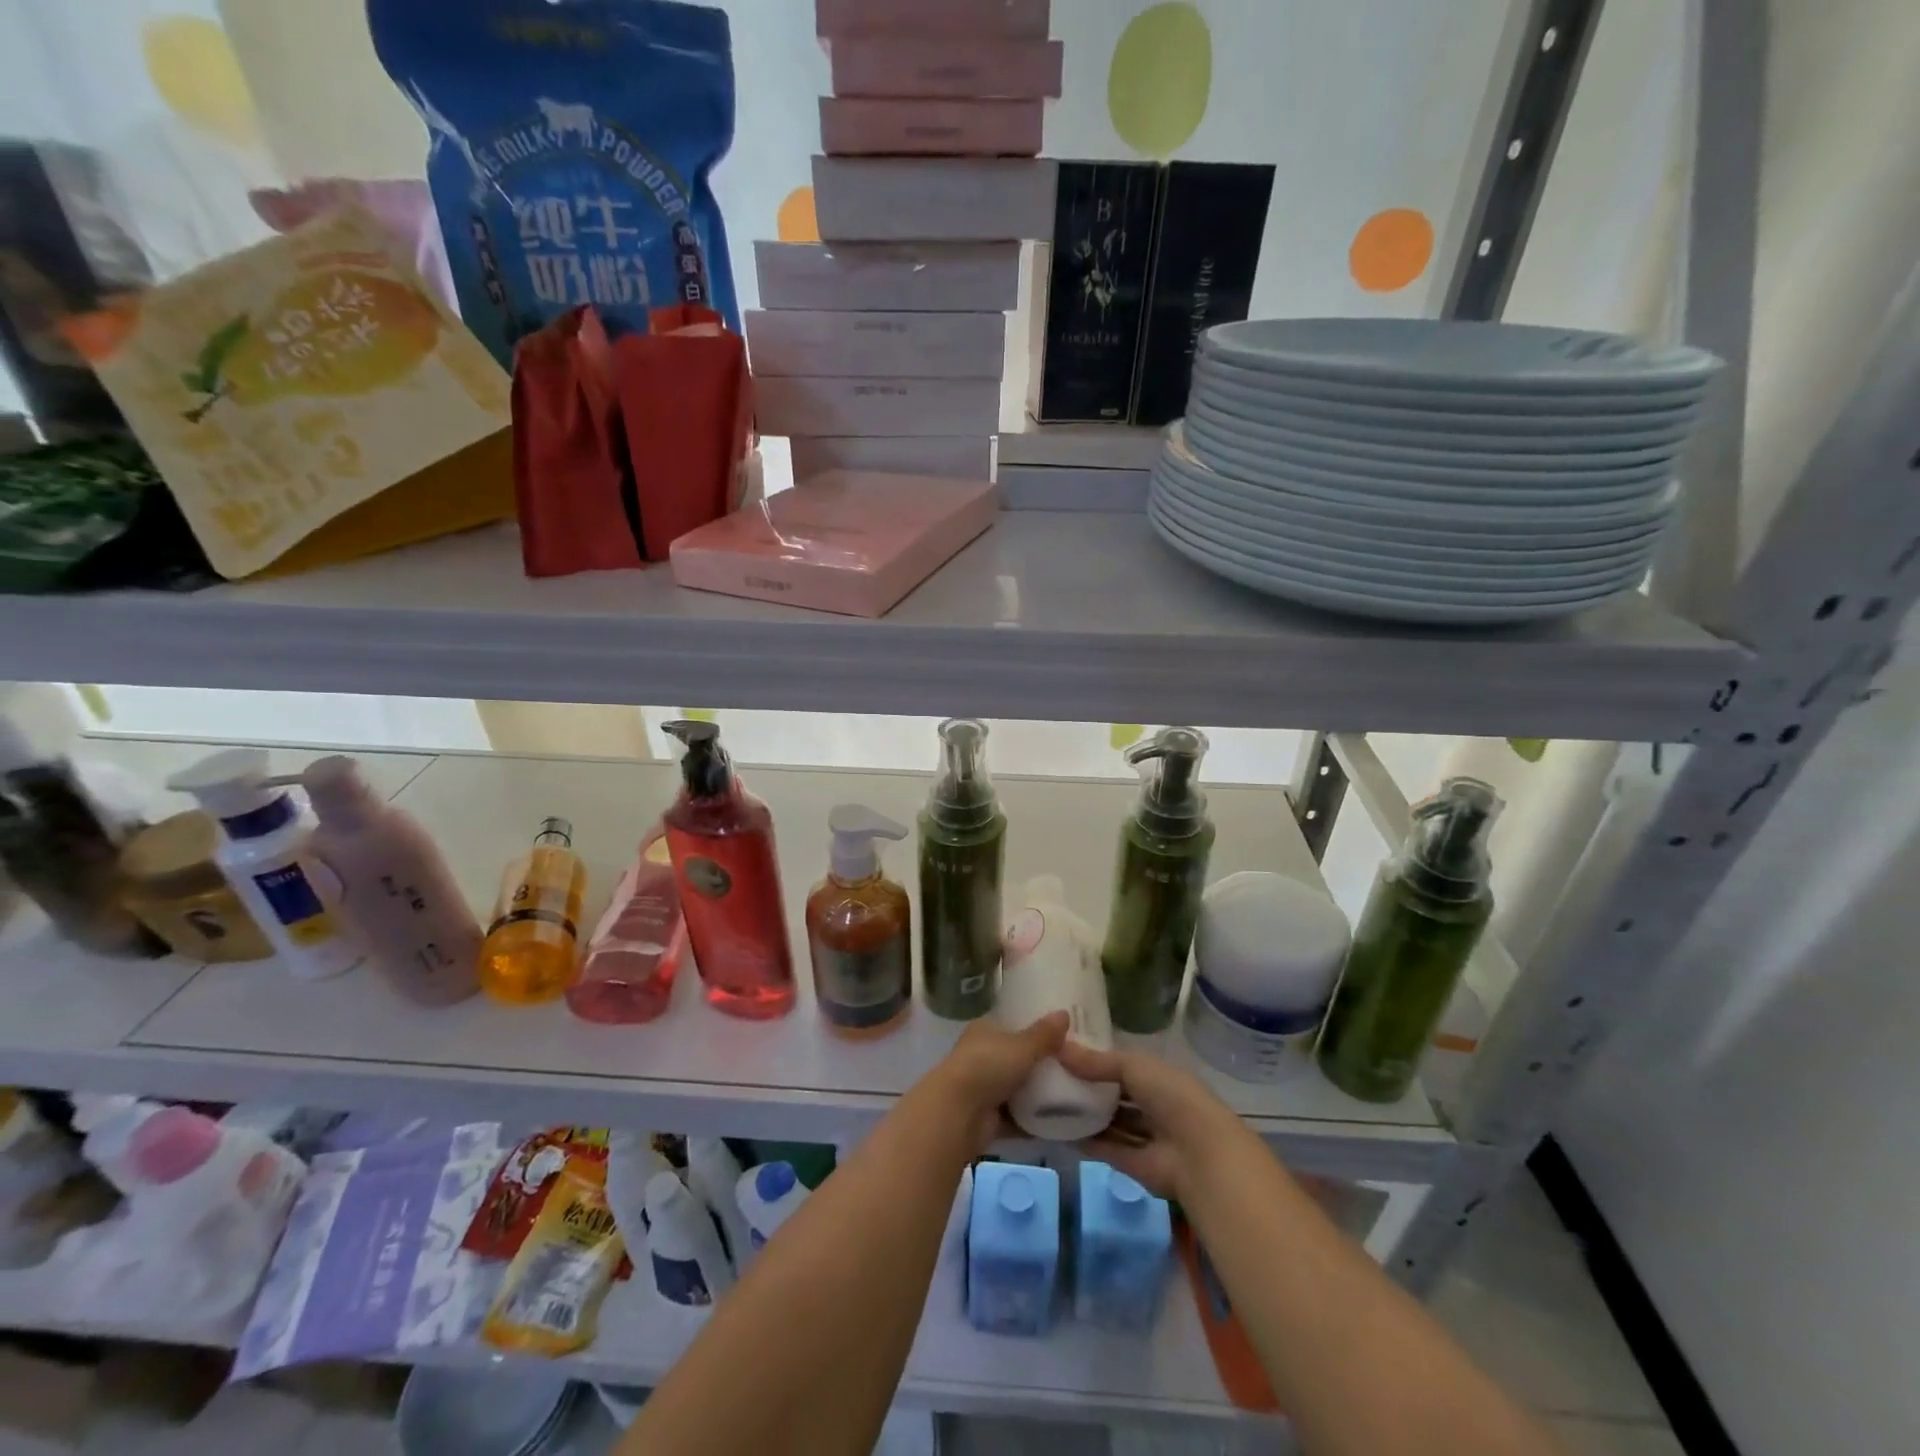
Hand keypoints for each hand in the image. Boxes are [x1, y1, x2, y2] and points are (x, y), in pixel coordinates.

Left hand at [924, 1012, 1069, 1152]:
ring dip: (1037, 1096)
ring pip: (1016, 1090)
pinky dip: (1032, 1121)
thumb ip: (1044, 1034)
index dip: (1035, 1032)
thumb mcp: (1022, 1046)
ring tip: (1071, 1096)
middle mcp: (981, 1056)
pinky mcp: (986, 1118)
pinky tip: (1058, 1122)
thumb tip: (1065, 1012)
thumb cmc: (988, 1066)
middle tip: (1073, 1069)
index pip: (1012, 1026)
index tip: (1062, 1039)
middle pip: (1016, 1059)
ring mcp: (982, 1088)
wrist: (958, 1113)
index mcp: (985, 1031)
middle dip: (1039, 1066)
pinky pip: (1015, 1118)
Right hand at [1055, 1040, 1245, 1199]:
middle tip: (1050, 1077)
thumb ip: (1097, 1061)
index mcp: (1159, 1078)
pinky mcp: (1134, 1165)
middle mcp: (1153, 1106)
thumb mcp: (1134, 1066)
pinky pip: (1106, 1148)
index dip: (1097, 1059)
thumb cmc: (1171, 1096)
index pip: (1124, 1066)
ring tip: (1048, 1103)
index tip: (1064, 1052)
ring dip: (1085, 1115)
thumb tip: (1058, 1047)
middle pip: (1115, 1096)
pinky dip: (1085, 1141)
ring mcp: (1145, 1137)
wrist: (1199, 1155)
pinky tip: (1058, 1131)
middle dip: (1089, 1088)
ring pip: (1110, 1123)